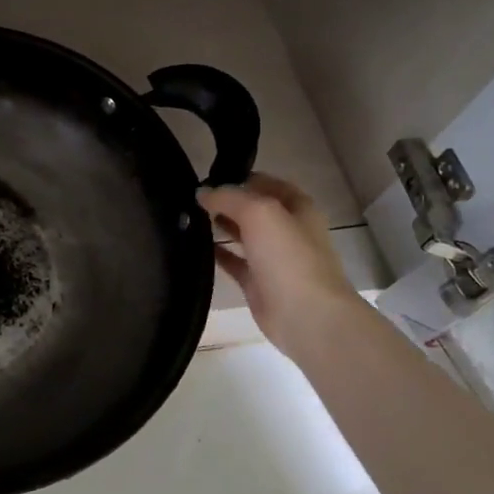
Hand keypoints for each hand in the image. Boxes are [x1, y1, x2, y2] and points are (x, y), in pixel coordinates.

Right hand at [198, 173, 359, 351]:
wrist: (306, 315)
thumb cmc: (289, 256)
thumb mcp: (259, 212)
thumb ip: (229, 197)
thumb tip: (202, 192)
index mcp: (298, 208)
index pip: (266, 183)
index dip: (239, 177)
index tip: (207, 177)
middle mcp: (287, 230)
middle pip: (253, 209)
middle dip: (226, 201)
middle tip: (191, 197)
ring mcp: (273, 258)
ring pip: (243, 235)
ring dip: (220, 225)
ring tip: (187, 217)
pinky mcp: (258, 283)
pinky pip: (234, 262)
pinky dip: (217, 253)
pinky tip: (195, 246)